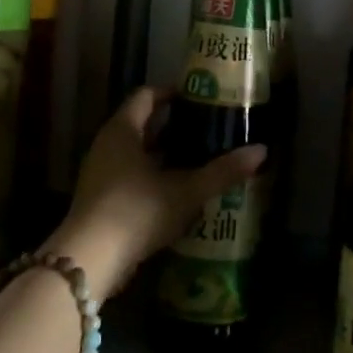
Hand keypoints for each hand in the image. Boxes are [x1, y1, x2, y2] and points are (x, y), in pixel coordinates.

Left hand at [45, 87, 265, 301]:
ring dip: (163, 154)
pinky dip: (152, 176)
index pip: (146, 96)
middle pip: (141, 124)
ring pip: (135, 152)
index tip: (199, 99)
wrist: (90, 259)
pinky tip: (177, 192)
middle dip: (173, 126)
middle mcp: (107, 144)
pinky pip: (129, 176)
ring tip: (197, 159)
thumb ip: (222, 171)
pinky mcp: (99, 199)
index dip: (171, 93)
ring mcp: (99, 173)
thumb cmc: (137, 211)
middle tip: (206, 129)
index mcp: (123, 130)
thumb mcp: (186, 191)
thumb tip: (262, 151)